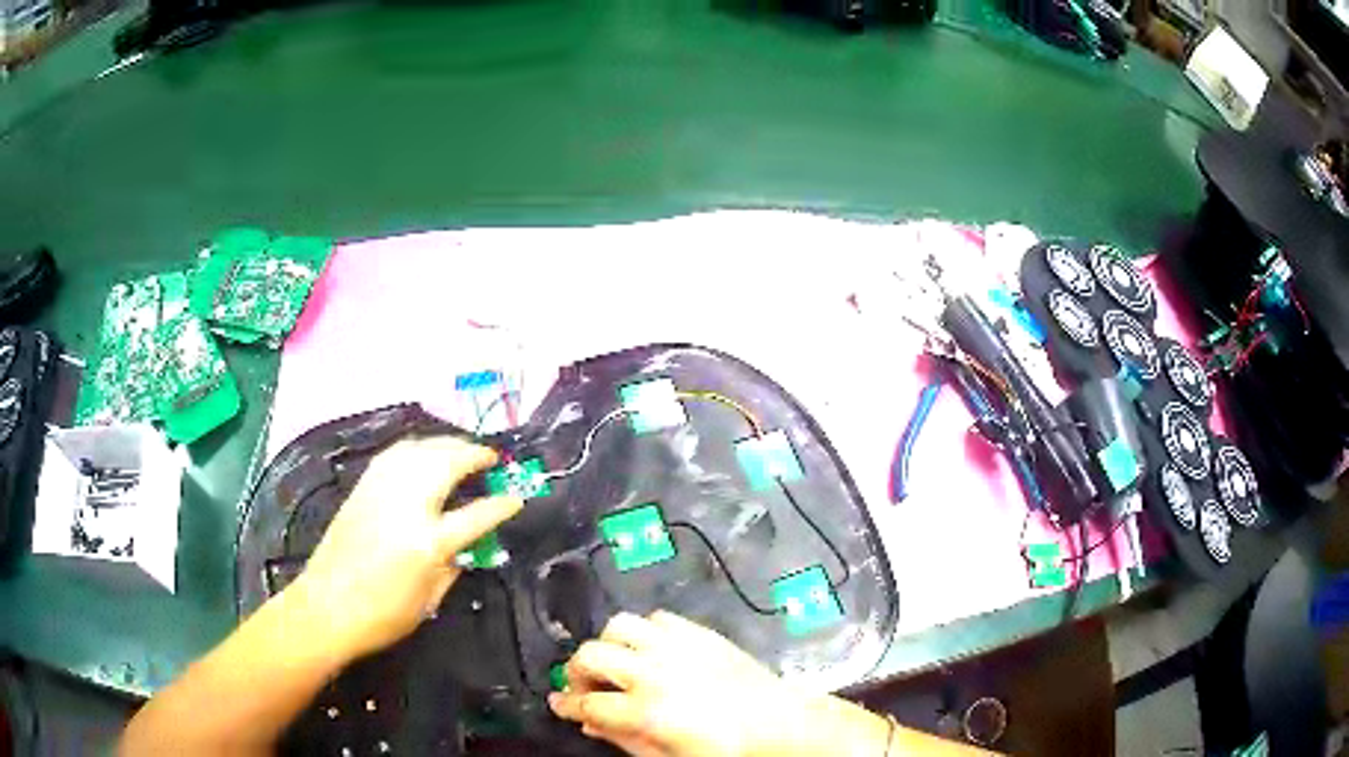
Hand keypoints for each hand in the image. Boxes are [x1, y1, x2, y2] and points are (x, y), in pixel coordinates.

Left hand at [287, 436, 522, 661]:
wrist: (325, 607)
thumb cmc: (382, 615)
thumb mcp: (429, 600)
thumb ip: (453, 567)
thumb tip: (467, 546)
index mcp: (427, 542)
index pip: (476, 515)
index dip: (501, 505)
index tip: (517, 497)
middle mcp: (405, 506)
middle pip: (446, 463)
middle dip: (474, 454)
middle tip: (490, 459)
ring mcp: (380, 491)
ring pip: (419, 449)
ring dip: (445, 444)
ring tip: (461, 450)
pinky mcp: (361, 488)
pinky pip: (394, 454)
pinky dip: (416, 448)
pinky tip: (422, 454)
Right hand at [548, 612, 887, 756]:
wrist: (779, 723)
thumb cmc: (725, 750)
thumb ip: (624, 741)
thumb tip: (591, 724)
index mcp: (646, 710)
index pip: (586, 703)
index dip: (565, 705)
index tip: (558, 705)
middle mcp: (654, 671)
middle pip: (591, 656)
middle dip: (577, 672)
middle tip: (585, 687)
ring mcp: (677, 646)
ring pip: (618, 626)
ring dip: (609, 645)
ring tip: (617, 664)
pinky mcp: (699, 632)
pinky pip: (656, 618)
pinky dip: (644, 632)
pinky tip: (652, 651)